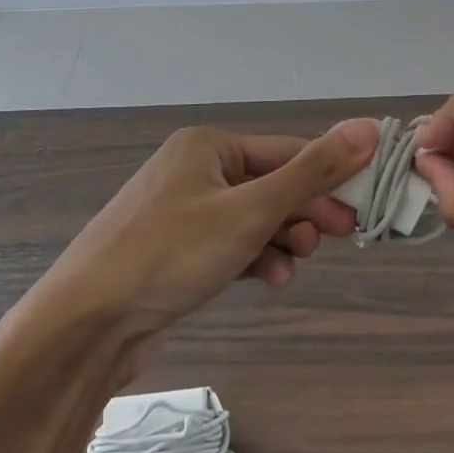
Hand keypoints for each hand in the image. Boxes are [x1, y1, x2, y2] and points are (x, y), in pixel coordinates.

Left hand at [42, 119, 378, 334]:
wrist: (85, 325)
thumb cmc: (172, 253)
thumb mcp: (252, 210)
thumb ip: (313, 171)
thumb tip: (368, 127)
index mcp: (210, 146)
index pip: (288, 151)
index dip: (330, 177)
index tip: (363, 207)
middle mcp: (195, 170)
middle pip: (271, 184)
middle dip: (305, 212)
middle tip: (343, 236)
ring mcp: (182, 211)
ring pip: (253, 218)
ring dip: (282, 238)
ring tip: (294, 263)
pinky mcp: (176, 249)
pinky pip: (230, 243)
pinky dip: (254, 257)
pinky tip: (271, 278)